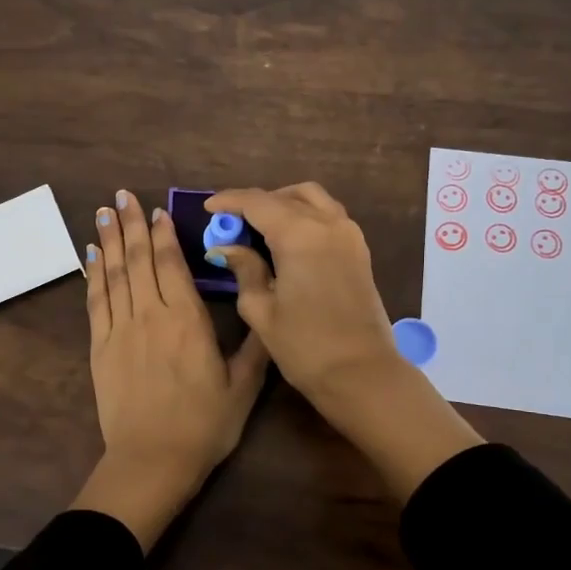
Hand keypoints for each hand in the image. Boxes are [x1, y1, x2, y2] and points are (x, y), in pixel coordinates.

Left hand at [71, 189, 269, 548]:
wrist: (152, 461)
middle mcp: (150, 316)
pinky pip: (95, 301)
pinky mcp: (100, 347)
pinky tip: (90, 256)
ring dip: (108, 240)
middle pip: (138, 260)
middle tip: (121, 195)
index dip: (163, 235)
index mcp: (187, 321)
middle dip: (130, 225)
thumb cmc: (204, 425)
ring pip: (113, 274)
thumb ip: (254, 346)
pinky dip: (92, 275)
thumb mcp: (243, 388)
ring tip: (103, 212)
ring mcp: (120, 330)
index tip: (156, 210)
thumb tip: (265, 310)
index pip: (171, 265)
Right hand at [205, 183, 481, 500]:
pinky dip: (305, 214)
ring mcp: (349, 234)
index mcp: (299, 234)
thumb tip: (227, 248)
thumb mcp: (261, 309)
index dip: (230, 201)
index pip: (257, 202)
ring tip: (260, 226)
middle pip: (285, 196)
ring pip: (312, 198)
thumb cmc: (304, 346)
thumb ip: (244, 270)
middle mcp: (327, 223)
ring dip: (284, 203)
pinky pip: (328, 215)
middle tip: (233, 223)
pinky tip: (288, 239)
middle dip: (256, 203)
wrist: (360, 373)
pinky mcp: (359, 249)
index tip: (209, 209)